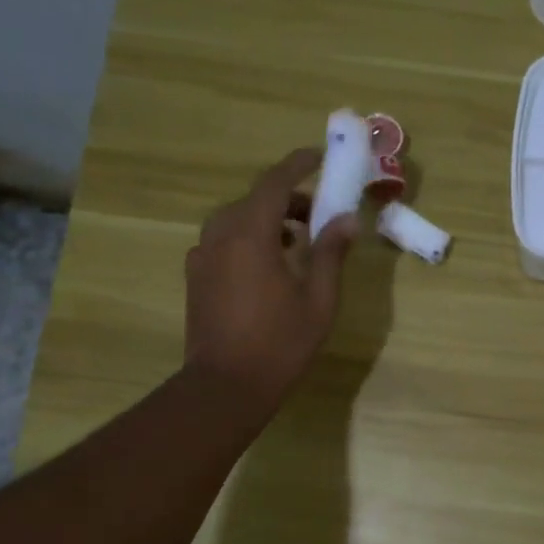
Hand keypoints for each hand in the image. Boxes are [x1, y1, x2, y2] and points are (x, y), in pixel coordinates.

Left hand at [184, 148, 355, 409]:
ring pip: (237, 219)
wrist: (225, 387)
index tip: (321, 156)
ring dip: (269, 219)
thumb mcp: (319, 299)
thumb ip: (331, 253)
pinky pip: (224, 241)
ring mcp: (203, 256)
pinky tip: (270, 266)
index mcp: (251, 235)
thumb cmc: (280, 343)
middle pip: (255, 199)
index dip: (299, 164)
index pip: (275, 182)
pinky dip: (250, 238)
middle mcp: (220, 236)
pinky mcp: (197, 277)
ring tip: (298, 242)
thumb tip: (346, 218)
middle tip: (320, 213)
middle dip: (289, 197)